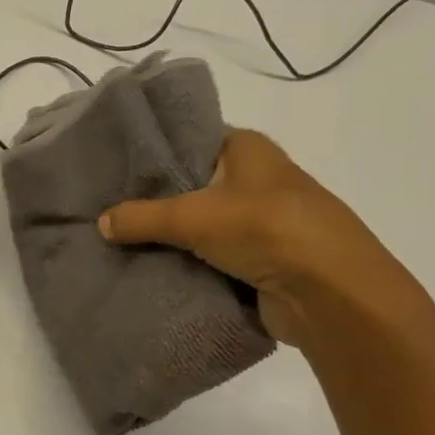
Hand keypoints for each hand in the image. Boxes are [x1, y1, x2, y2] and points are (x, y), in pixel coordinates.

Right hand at [96, 128, 416, 345]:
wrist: (332, 295)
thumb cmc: (268, 230)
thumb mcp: (193, 216)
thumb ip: (141, 217)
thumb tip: (101, 223)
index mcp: (247, 149)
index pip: (188, 139)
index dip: (151, 152)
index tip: (111, 166)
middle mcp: (254, 178)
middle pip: (188, 183)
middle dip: (151, 198)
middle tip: (104, 205)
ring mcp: (258, 220)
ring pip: (197, 223)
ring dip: (166, 235)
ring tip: (115, 237)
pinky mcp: (258, 258)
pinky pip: (208, 255)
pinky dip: (183, 261)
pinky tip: (146, 265)